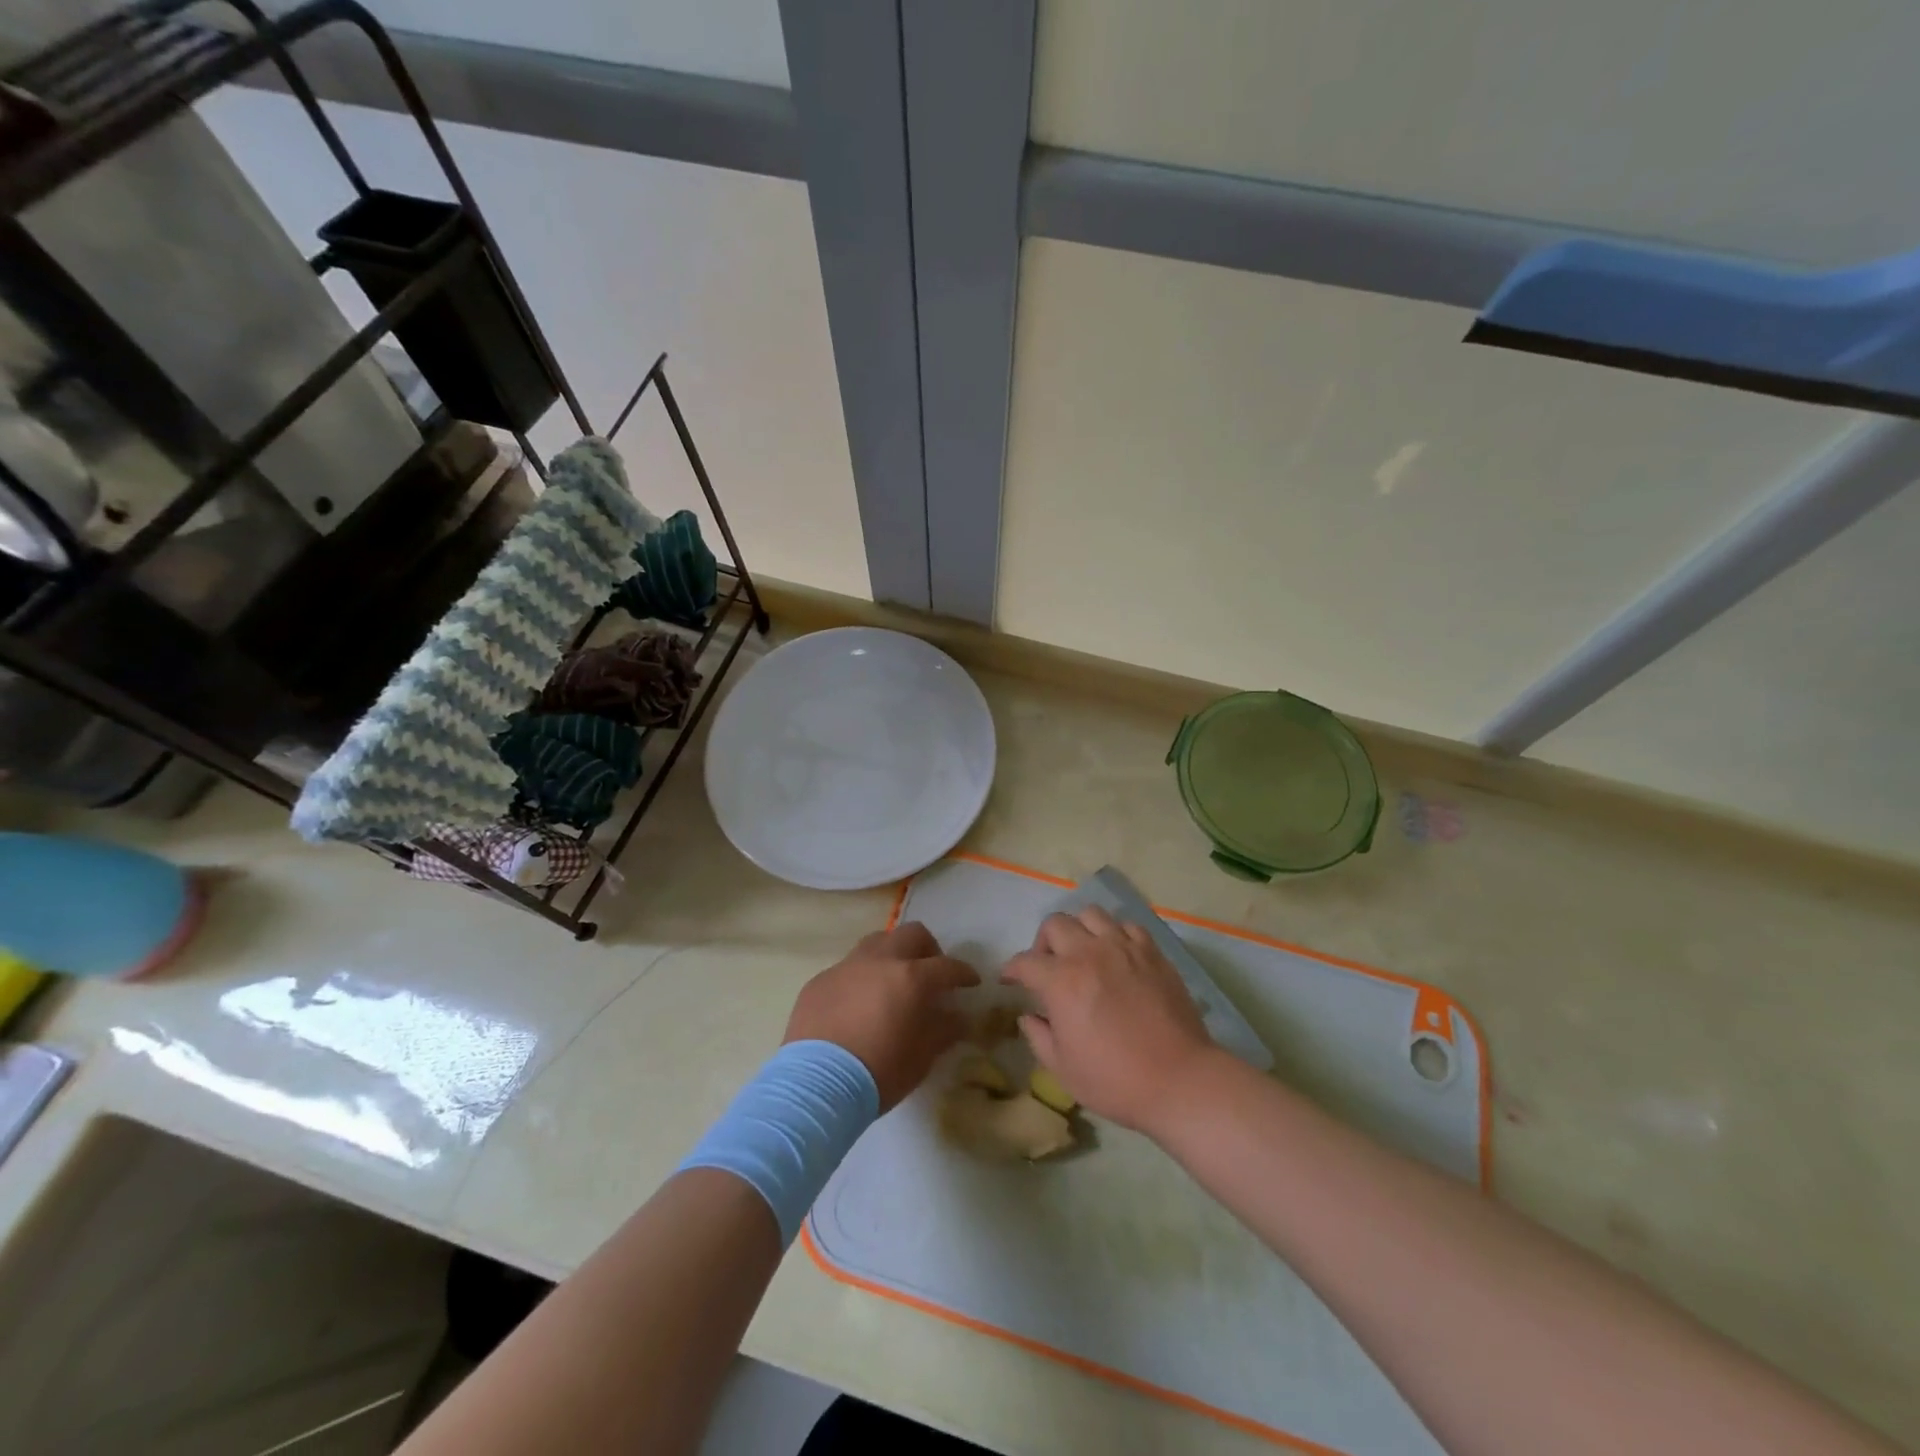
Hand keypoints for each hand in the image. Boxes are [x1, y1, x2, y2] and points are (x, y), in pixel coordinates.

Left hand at [785, 922, 979, 1110]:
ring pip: (877, 942)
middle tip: (931, 974)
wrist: (816, 1086)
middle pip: (912, 934)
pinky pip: (847, 968)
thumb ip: (944, 1030)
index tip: (971, 982)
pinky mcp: (819, 981)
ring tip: (893, 981)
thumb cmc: (879, 1072)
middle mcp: (880, 961)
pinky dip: (861, 978)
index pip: (947, 967)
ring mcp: (846, 967)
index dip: (963, 973)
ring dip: (892, 955)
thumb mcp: (922, 1057)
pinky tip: (857, 1005)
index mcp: (911, 978)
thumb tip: (958, 1017)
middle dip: (928, 950)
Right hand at [1001, 905, 1217, 1135]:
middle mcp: (1089, 953)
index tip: (1009, 979)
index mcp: (1061, 982)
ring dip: (1079, 930)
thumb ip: (1038, 1036)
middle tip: (1048, 966)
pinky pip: (1127, 926)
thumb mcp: (1063, 1069)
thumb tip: (1028, 1015)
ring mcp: (1123, 948)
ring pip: (1091, 914)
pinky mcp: (1152, 952)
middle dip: (1043, 943)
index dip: (1011, 970)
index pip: (1024, 962)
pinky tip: (1117, 956)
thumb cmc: (1115, 1081)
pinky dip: (1115, 935)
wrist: (1179, 1080)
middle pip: (1055, 924)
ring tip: (1083, 953)